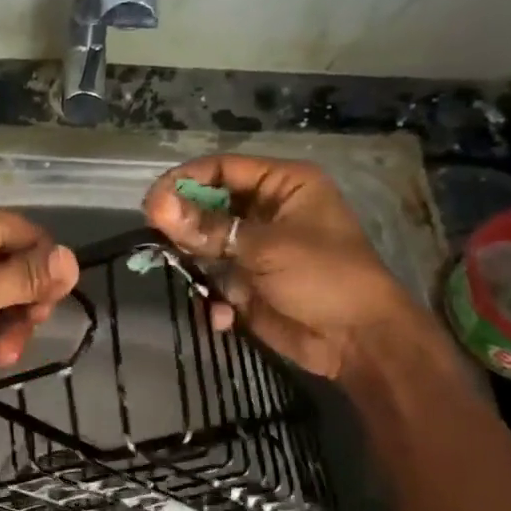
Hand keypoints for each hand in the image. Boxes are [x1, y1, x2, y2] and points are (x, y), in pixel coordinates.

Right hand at [143, 154, 438, 378]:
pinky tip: (223, 316)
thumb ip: (208, 228)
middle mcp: (267, 211)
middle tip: (158, 239)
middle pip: (209, 206)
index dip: (185, 182)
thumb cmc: (323, 277)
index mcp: (283, 186)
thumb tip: (155, 206)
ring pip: (206, 245)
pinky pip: (215, 280)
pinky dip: (213, 298)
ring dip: (196, 264)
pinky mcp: (248, 284)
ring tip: (190, 278)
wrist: (357, 341)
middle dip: (185, 226)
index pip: (222, 169)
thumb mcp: (265, 247)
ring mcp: (255, 249)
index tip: (152, 203)